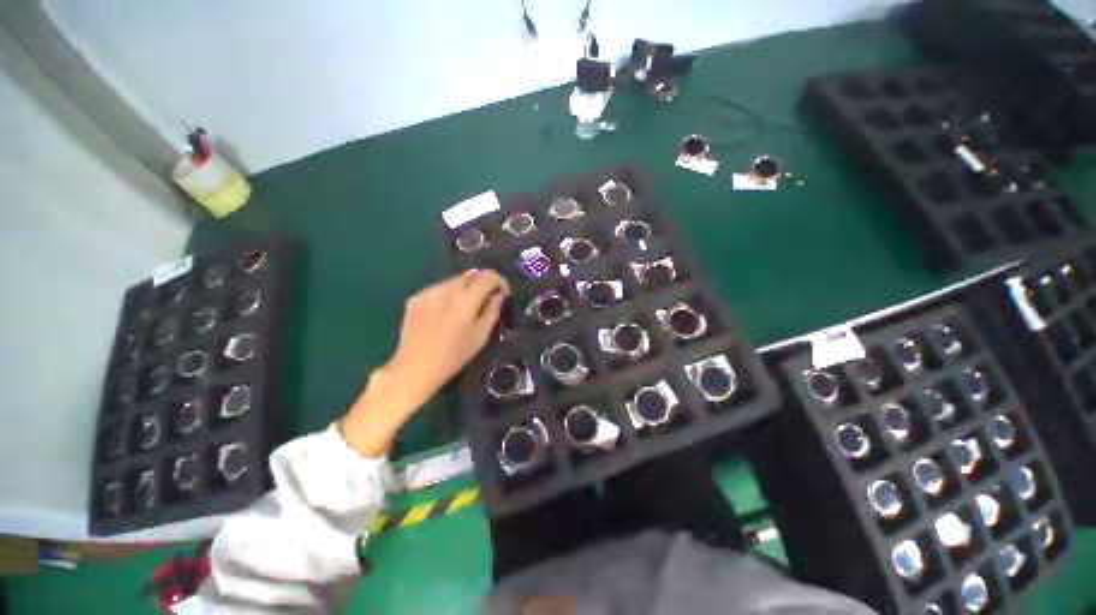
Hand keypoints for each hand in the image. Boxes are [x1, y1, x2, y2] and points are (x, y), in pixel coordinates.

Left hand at [340, 269, 509, 456]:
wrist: (415, 367)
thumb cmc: (453, 356)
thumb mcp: (481, 335)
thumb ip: (492, 310)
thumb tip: (498, 294)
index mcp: (465, 300)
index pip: (487, 276)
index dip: (499, 280)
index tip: (502, 292)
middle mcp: (446, 290)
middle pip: (470, 274)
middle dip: (482, 282)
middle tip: (485, 299)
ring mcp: (428, 292)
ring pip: (454, 280)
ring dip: (465, 288)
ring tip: (464, 308)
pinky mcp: (416, 298)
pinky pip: (438, 289)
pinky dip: (448, 295)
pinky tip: (445, 313)